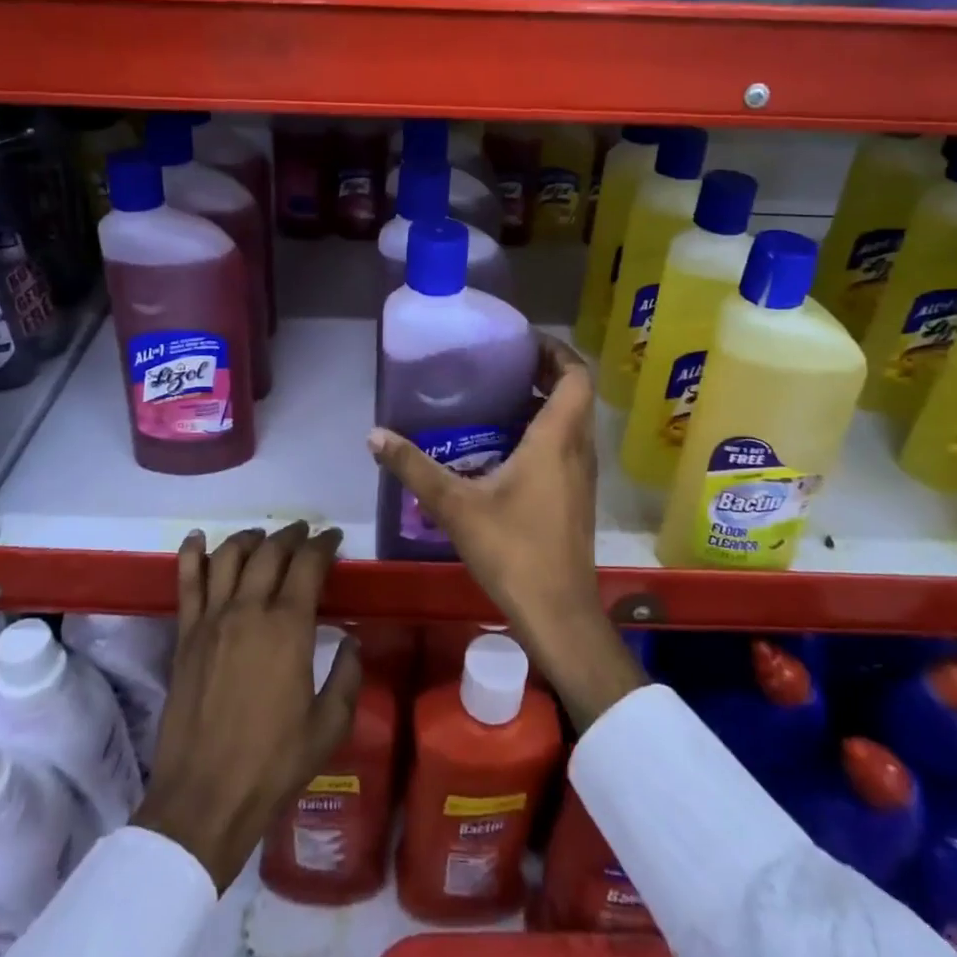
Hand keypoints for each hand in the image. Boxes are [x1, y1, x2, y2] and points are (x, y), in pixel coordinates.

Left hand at [133, 522, 359, 891]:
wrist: (205, 799)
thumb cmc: (274, 764)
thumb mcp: (330, 725)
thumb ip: (348, 676)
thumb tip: (351, 640)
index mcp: (289, 627)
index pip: (308, 564)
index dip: (324, 544)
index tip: (334, 539)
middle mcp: (249, 609)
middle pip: (271, 551)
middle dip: (292, 535)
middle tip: (305, 533)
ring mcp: (212, 619)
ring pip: (229, 556)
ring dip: (250, 538)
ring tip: (262, 536)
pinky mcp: (185, 635)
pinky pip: (187, 582)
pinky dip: (192, 554)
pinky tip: (197, 539)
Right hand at [367, 334, 643, 728]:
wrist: (558, 614)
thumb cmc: (513, 551)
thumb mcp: (455, 505)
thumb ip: (414, 467)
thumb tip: (374, 435)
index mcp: (557, 439)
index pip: (575, 375)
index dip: (554, 350)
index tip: (521, 341)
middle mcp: (578, 449)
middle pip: (574, 394)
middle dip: (543, 372)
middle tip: (500, 365)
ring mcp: (582, 476)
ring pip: (571, 422)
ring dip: (543, 403)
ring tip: (497, 399)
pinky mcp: (576, 497)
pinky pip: (566, 447)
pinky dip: (543, 432)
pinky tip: (503, 448)